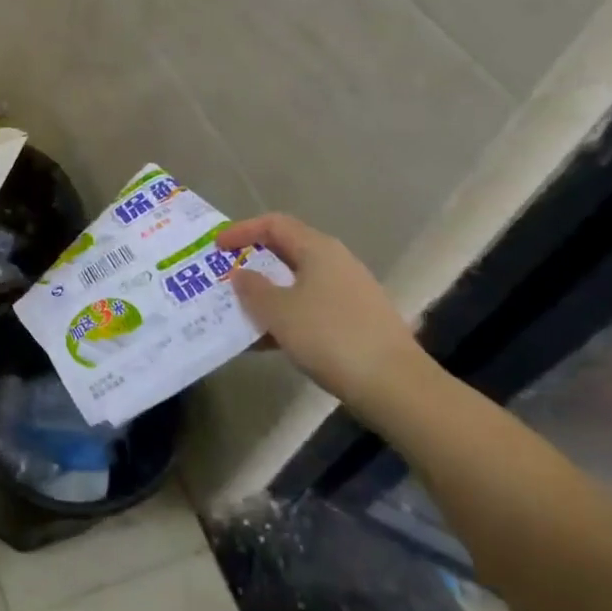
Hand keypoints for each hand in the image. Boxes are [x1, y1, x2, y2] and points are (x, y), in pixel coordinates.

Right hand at [216, 214, 426, 410]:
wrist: (395, 386)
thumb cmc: (330, 336)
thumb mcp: (278, 311)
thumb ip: (253, 288)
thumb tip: (242, 274)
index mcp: (318, 249)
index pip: (274, 224)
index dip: (242, 230)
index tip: (216, 247)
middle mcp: (336, 263)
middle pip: (287, 252)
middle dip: (253, 264)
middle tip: (225, 277)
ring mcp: (350, 293)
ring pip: (297, 284)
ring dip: (267, 295)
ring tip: (239, 313)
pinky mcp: (357, 322)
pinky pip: (311, 309)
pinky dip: (285, 317)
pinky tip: (267, 342)